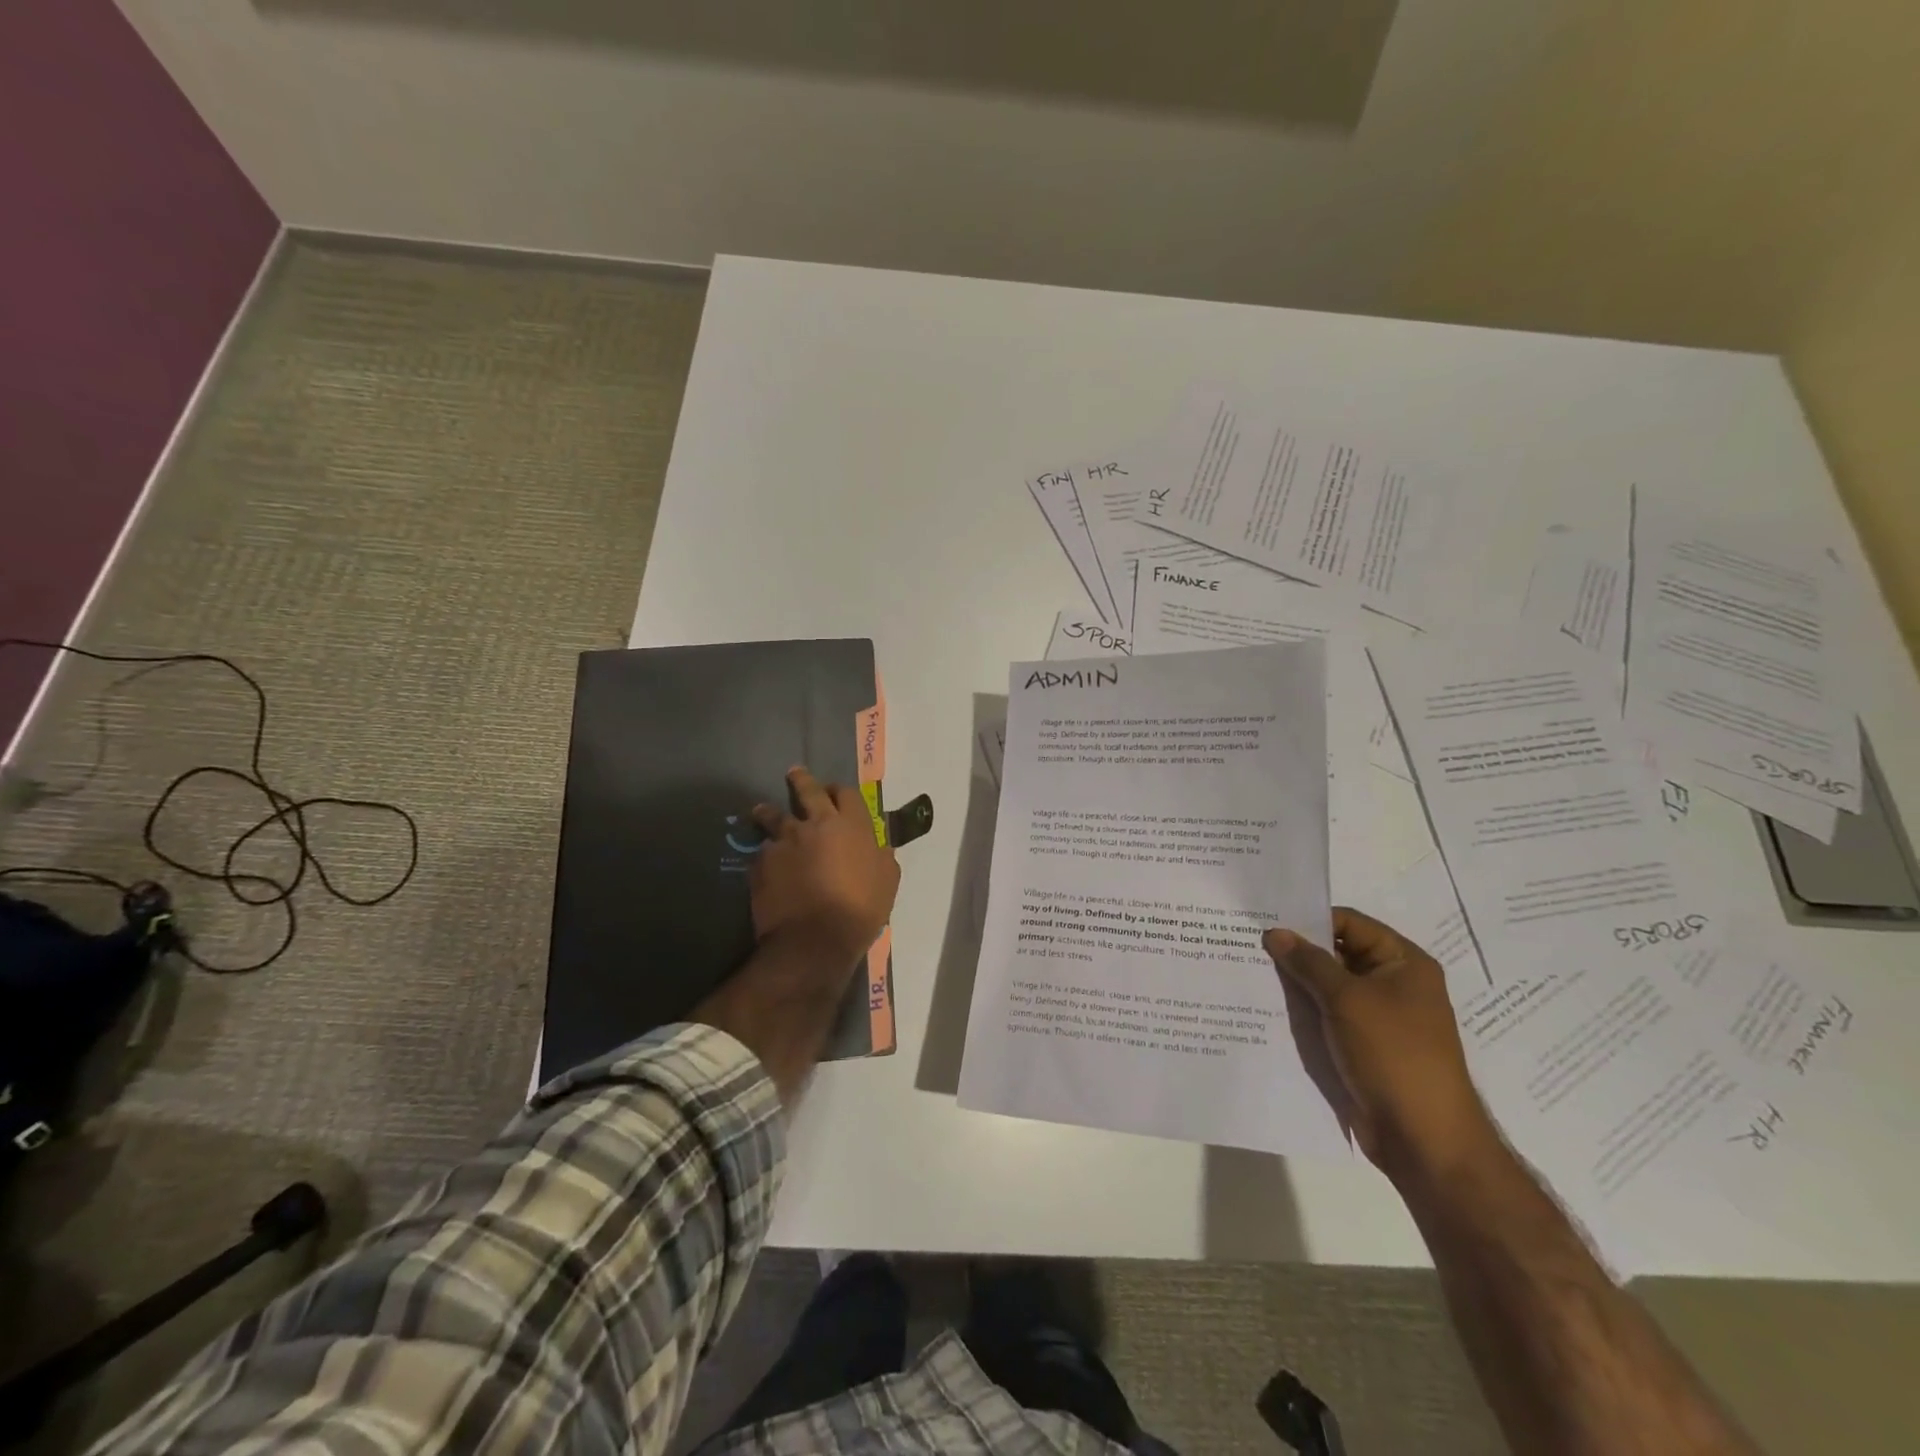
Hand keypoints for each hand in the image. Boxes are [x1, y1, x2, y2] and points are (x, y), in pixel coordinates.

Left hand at [750, 766, 899, 966]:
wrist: (814, 939)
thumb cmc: (860, 910)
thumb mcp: (887, 882)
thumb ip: (882, 857)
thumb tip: (880, 847)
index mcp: (852, 826)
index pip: (847, 793)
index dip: (840, 791)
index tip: (834, 791)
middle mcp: (816, 824)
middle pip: (807, 790)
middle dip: (801, 780)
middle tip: (794, 774)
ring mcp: (785, 841)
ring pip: (774, 816)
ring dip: (770, 812)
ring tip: (762, 812)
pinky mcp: (762, 862)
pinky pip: (763, 851)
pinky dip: (766, 854)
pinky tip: (766, 864)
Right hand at [1264, 908, 1498, 1183]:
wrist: (1422, 1138)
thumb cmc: (1393, 1054)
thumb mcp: (1347, 999)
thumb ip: (1308, 962)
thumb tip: (1274, 932)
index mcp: (1404, 963)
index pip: (1350, 923)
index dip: (1311, 920)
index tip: (1267, 920)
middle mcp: (1394, 984)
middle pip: (1338, 953)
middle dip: (1298, 952)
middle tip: (1250, 943)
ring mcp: (1379, 1018)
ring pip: (1328, 988)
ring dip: (1296, 983)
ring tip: (1250, 971)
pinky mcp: (1363, 1046)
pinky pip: (1327, 1017)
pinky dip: (1303, 1011)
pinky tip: (1267, 1006)